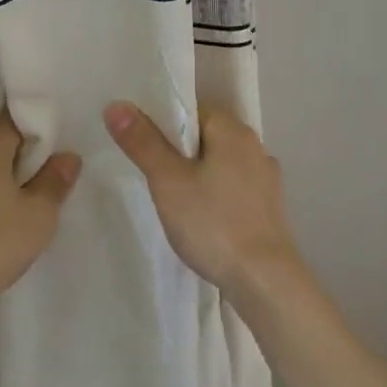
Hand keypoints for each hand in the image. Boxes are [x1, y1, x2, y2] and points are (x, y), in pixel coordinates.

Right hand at [103, 102, 301, 302]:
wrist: (265, 281)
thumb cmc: (213, 223)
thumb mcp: (168, 181)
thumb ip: (142, 142)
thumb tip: (116, 105)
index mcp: (233, 130)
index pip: (192, 110)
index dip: (163, 123)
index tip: (142, 146)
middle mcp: (255, 146)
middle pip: (206, 136)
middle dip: (179, 151)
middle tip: (152, 175)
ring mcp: (267, 178)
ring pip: (221, 163)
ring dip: (199, 174)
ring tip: (174, 198)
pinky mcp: (270, 208)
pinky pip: (234, 188)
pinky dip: (216, 195)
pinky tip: (203, 217)